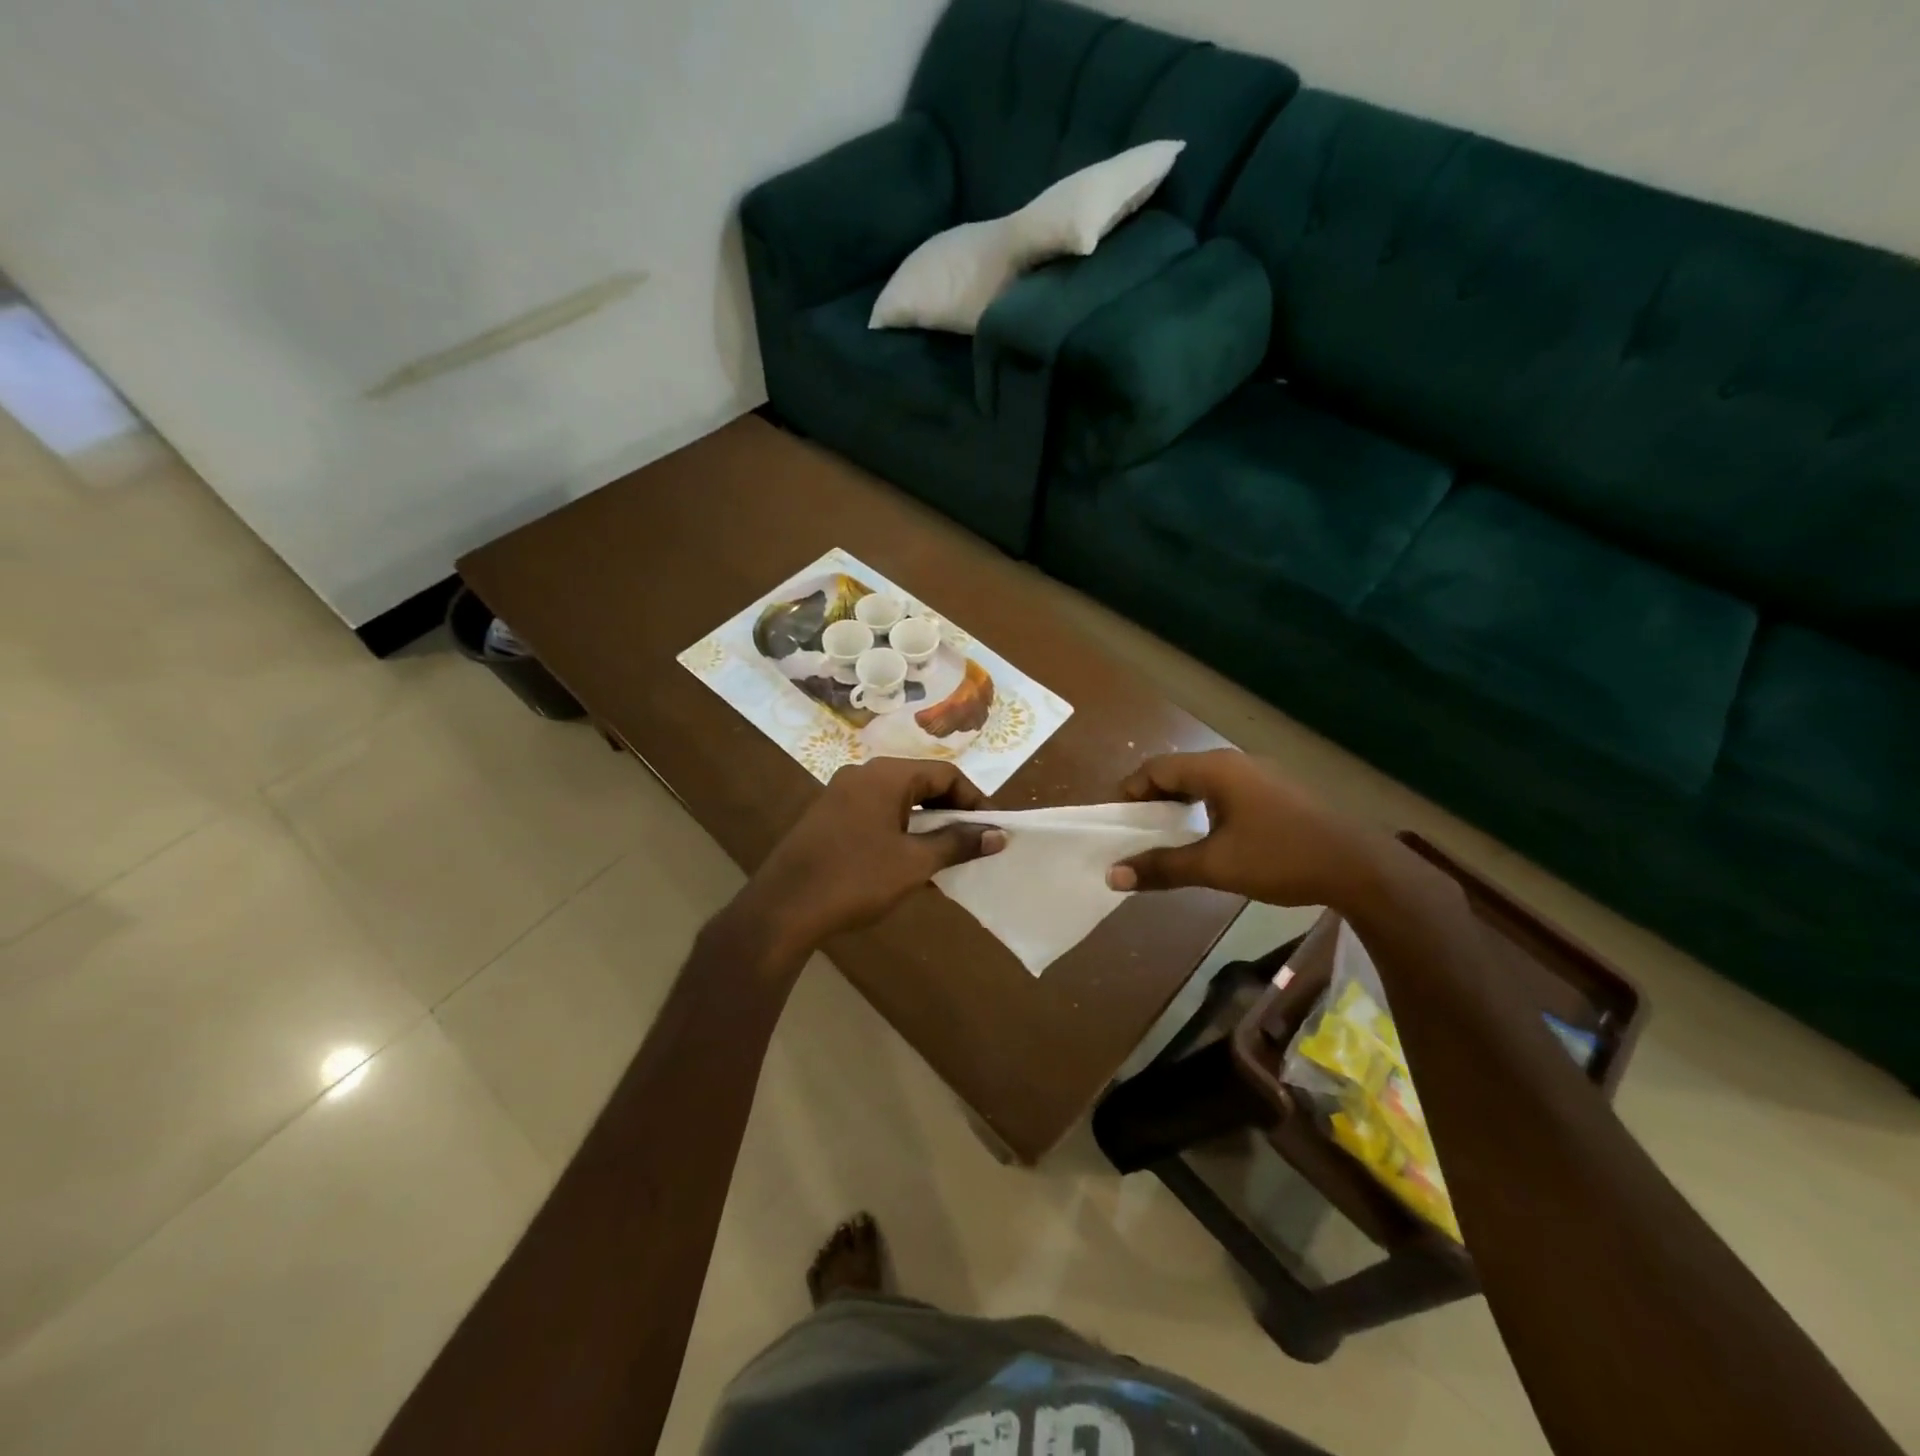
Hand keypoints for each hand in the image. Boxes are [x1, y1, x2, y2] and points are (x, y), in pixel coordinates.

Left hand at [734, 758, 1003, 959]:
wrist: (783, 908)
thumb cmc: (856, 879)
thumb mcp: (915, 863)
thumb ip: (958, 843)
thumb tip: (998, 834)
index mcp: (885, 775)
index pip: (944, 773)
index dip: (973, 799)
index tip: (991, 829)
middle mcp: (862, 775)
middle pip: (920, 783)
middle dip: (950, 813)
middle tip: (971, 843)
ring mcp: (840, 796)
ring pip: (897, 802)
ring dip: (925, 826)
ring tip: (945, 858)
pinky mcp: (827, 819)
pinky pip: (876, 816)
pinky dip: (899, 833)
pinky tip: (909, 866)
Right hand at [1105, 750, 1384, 906]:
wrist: (1360, 866)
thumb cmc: (1281, 858)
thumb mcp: (1215, 866)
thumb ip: (1162, 867)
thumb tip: (1112, 876)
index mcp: (1216, 769)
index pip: (1156, 768)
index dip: (1130, 791)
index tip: (1115, 821)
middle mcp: (1235, 762)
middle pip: (1178, 771)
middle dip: (1151, 799)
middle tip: (1135, 830)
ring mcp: (1260, 775)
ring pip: (1204, 782)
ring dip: (1179, 805)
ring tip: (1165, 835)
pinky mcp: (1276, 792)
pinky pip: (1226, 791)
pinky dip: (1204, 808)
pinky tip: (1207, 836)